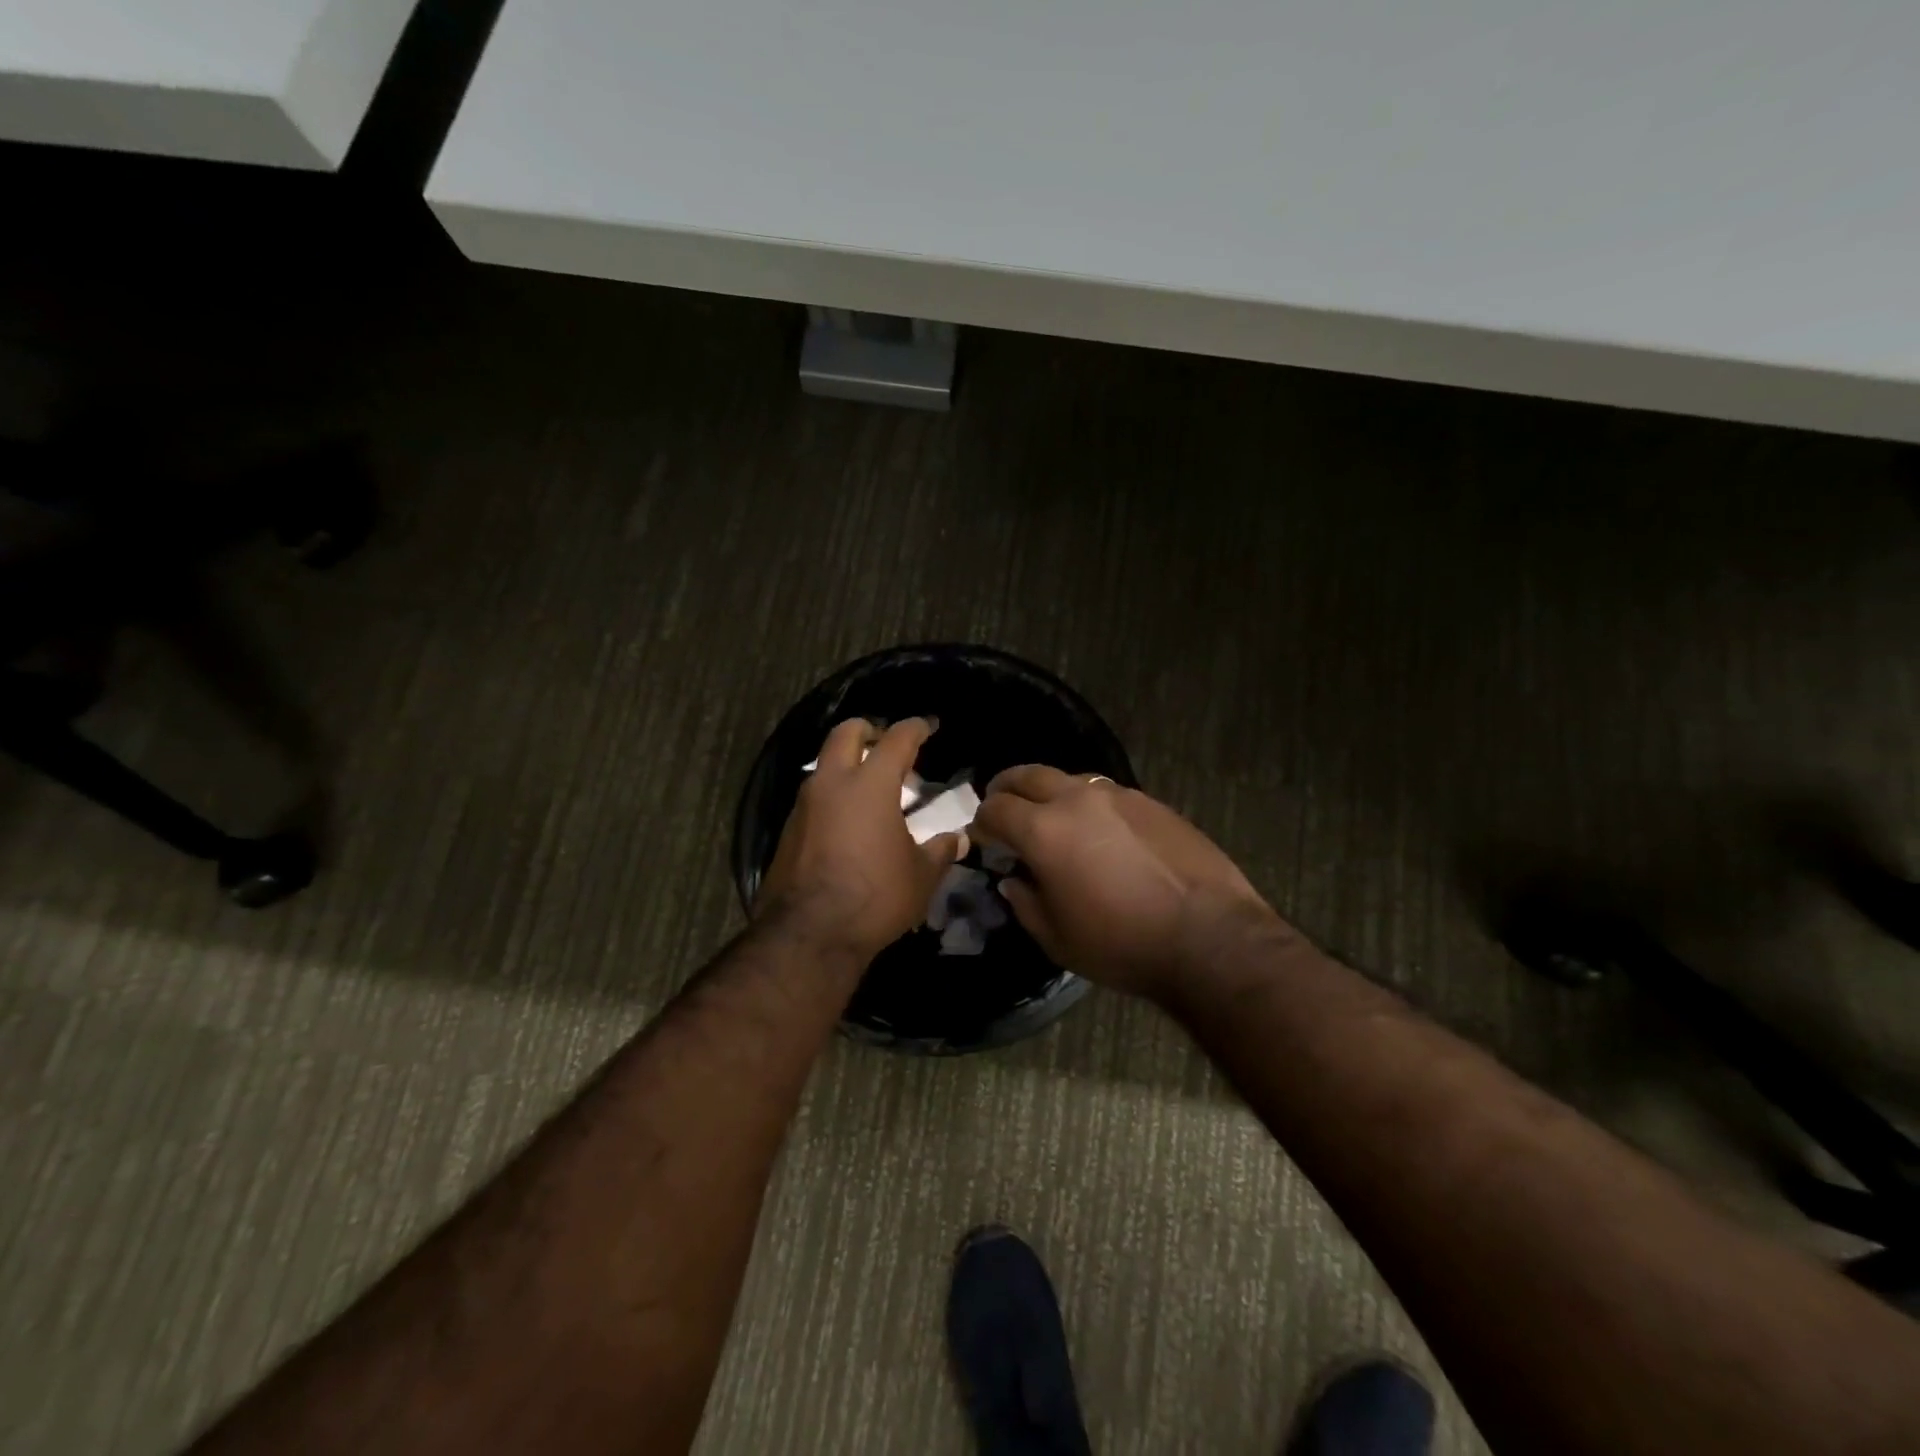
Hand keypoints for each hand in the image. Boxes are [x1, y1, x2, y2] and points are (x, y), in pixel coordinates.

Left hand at [756, 717, 966, 961]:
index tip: (928, 726)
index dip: (916, 727)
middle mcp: (832, 784)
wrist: (809, 934)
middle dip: (868, 730)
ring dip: (847, 765)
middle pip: (846, 733)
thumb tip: (958, 839)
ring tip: (870, 788)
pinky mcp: (787, 830)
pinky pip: (813, 797)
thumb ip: (940, 851)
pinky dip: (832, 796)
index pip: (896, 739)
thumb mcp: (920, 876)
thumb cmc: (875, 897)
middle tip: (887, 744)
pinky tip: (848, 822)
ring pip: (824, 764)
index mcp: (870, 785)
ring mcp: (804, 805)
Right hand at [972, 767, 1283, 1000]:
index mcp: (1044, 830)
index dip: (981, 822)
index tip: (982, 838)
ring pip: (1069, 779)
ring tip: (1052, 818)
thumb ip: (1025, 903)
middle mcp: (1077, 799)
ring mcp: (1118, 796)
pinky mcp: (1151, 803)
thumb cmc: (1122, 944)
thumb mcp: (1057, 939)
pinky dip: (1088, 804)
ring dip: (1050, 793)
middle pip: (1027, 775)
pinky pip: (1106, 793)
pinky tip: (1100, 831)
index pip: (996, 809)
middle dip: (1006, 788)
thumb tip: (1014, 880)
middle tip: (1001, 805)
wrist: (1209, 937)